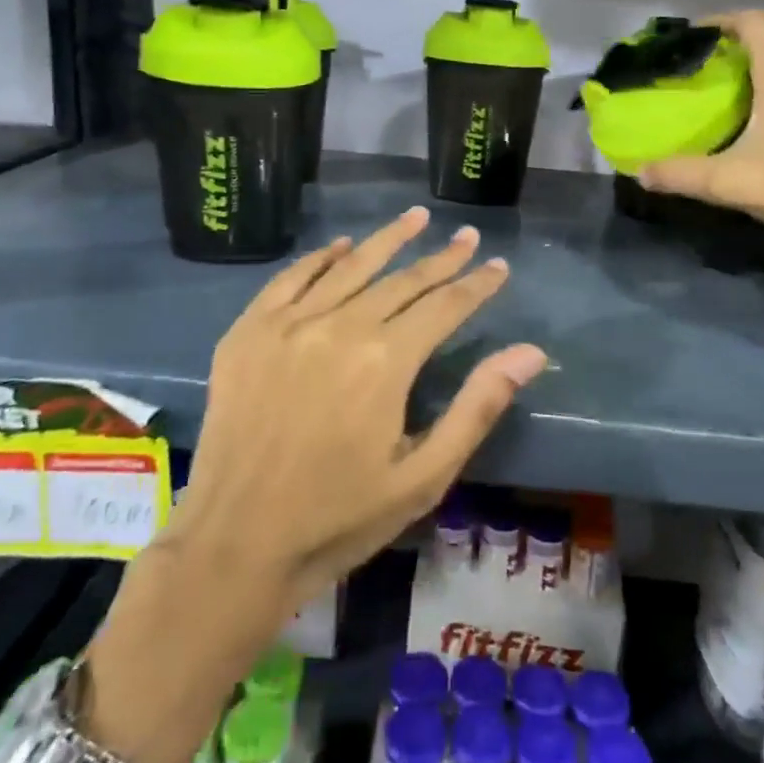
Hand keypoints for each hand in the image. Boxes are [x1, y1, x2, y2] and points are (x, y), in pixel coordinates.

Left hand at [160, 208, 545, 619]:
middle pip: (401, 280)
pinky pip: (290, 279)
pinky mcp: (247, 332)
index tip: (499, 264)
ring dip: (387, 240)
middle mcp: (339, 327)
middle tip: (467, 236)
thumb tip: (529, 352)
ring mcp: (287, 325)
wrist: (234, 546)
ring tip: (416, 217)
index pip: (444, 305)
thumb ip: (477, 406)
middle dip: (441, 258)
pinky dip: (320, 258)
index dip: (476, 284)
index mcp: (385, 361)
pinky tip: (341, 247)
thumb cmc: (339, 518)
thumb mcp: (424, 477)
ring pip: (349, 266)